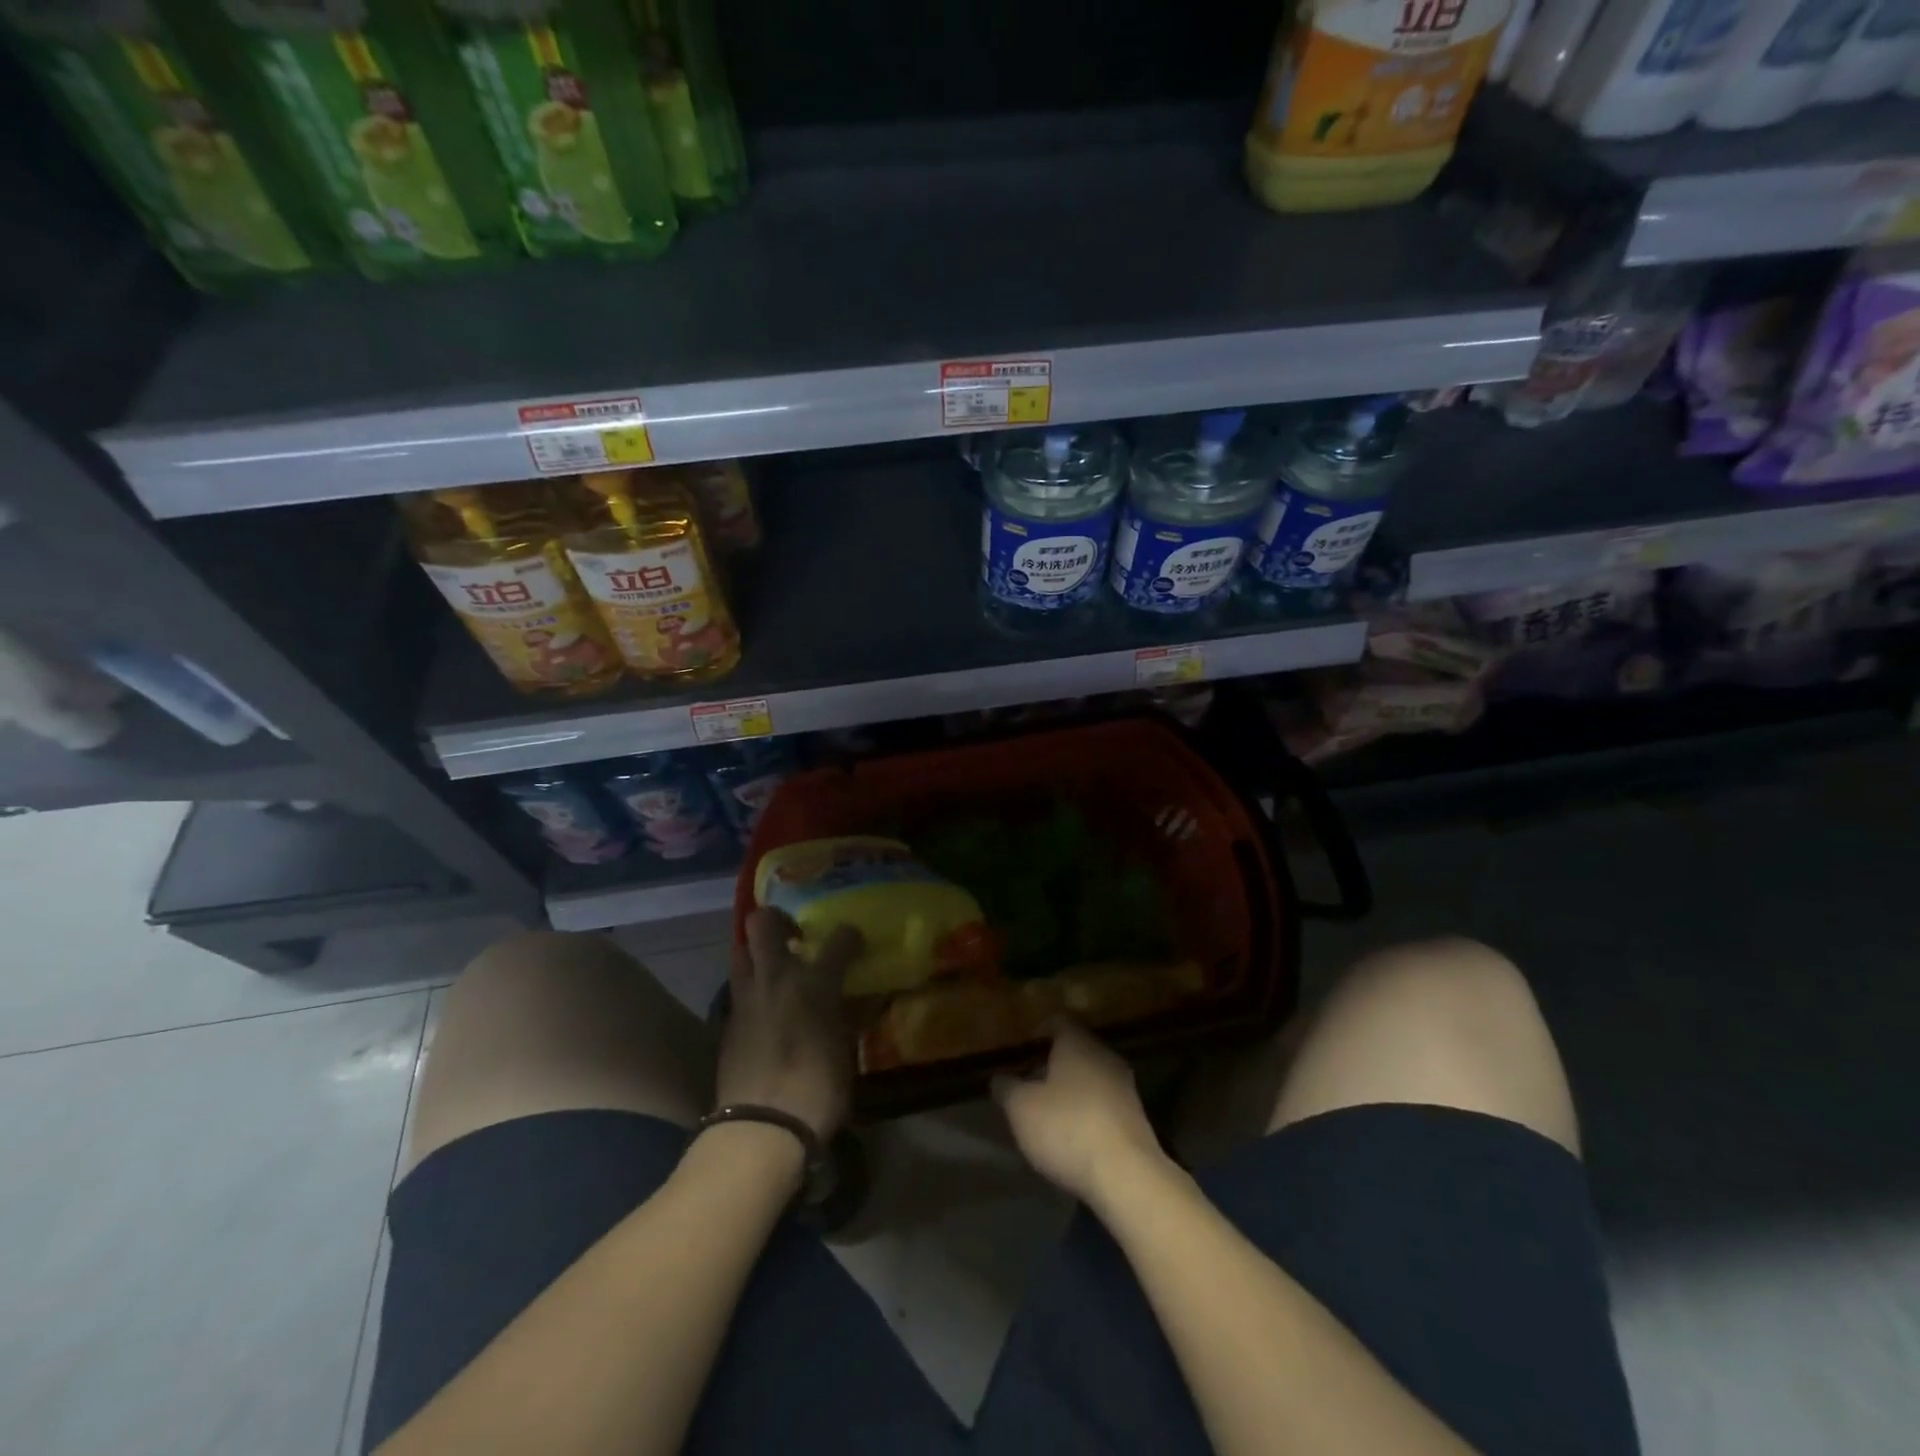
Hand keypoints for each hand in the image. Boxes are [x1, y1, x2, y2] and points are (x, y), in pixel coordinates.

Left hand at [715, 910, 860, 1139]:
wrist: (762, 1128)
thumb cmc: (818, 1090)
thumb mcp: (846, 1050)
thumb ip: (849, 1017)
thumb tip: (859, 1001)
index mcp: (815, 983)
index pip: (839, 939)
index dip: (849, 935)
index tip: (853, 941)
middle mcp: (776, 979)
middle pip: (763, 922)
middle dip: (777, 919)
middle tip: (794, 937)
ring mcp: (746, 998)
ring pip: (741, 951)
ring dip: (757, 953)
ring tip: (775, 971)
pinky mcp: (727, 1023)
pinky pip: (738, 990)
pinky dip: (751, 990)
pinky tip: (763, 1010)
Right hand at [993, 1020, 1166, 1207]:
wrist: (1127, 1176)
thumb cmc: (1067, 1128)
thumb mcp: (1021, 1109)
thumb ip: (1007, 1088)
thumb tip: (1000, 1078)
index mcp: (1078, 1043)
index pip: (1058, 1021)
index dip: (1038, 1032)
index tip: (1022, 1050)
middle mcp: (1104, 1055)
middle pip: (1076, 1049)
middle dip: (1053, 1063)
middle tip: (1030, 1082)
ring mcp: (1125, 1086)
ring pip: (1092, 1076)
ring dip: (1072, 1089)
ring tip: (1049, 1112)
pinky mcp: (1136, 1117)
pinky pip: (1105, 1102)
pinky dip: (1088, 1111)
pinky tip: (1074, 1135)